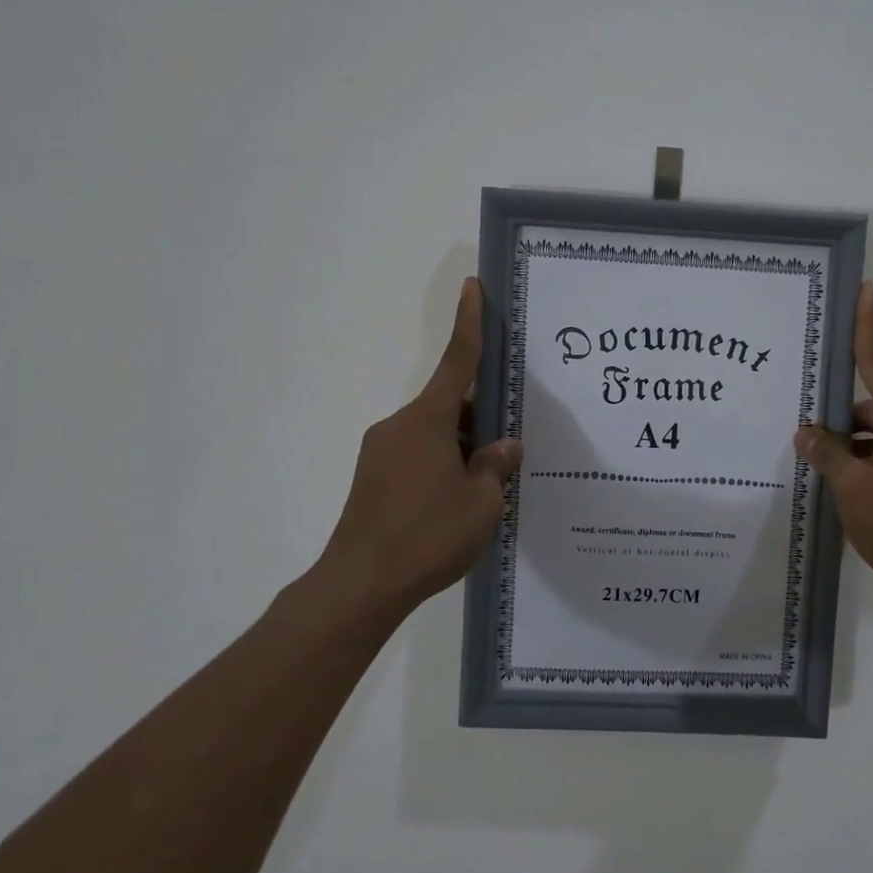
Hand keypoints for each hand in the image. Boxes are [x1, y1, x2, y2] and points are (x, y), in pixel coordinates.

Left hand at [311, 278, 521, 621]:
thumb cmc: (428, 536)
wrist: (360, 586)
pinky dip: (444, 464)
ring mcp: (382, 453)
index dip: (469, 324)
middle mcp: (400, 426)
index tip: (473, 287)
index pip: (457, 362)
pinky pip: (419, 456)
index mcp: (428, 421)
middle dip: (482, 416)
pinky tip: (461, 500)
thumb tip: (504, 447)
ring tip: (491, 484)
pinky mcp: (374, 479)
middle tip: (512, 442)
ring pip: (435, 433)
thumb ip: (496, 466)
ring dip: (464, 446)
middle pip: (451, 405)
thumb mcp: (482, 502)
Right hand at [795, 283, 872, 611]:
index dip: (866, 324)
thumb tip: (807, 432)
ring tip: (807, 463)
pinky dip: (858, 466)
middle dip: (834, 413)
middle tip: (795, 425)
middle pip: (868, 404)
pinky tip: (833, 488)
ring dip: (844, 445)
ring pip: (872, 436)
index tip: (864, 288)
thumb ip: (828, 454)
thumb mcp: (853, 488)